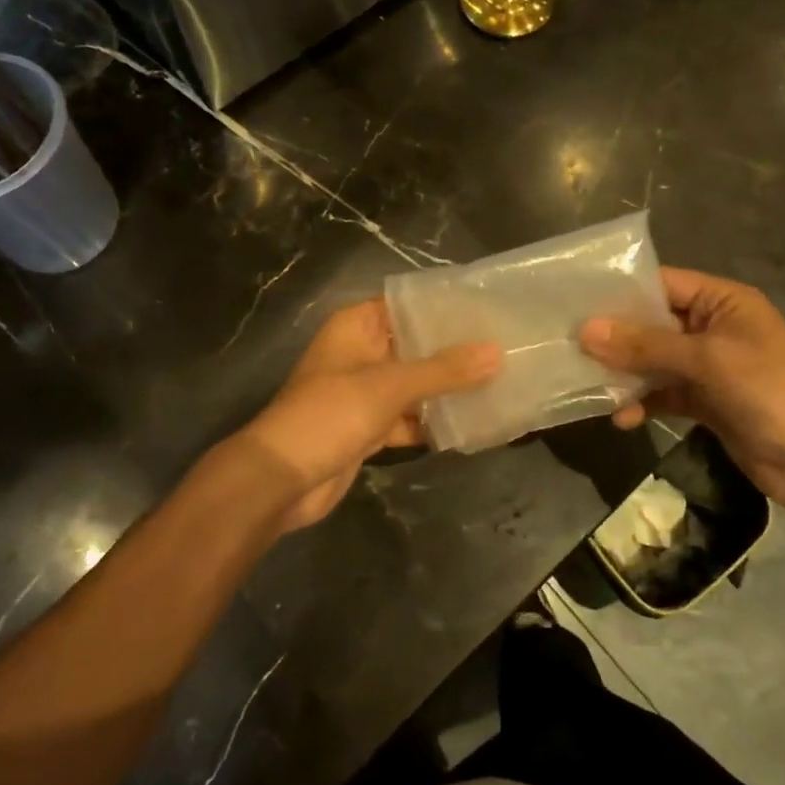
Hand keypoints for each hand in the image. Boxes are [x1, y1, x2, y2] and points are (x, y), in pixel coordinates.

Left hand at [232, 300, 499, 532]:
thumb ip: (444, 370)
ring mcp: (362, 392)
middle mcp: (359, 352)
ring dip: (446, 388)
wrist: (281, 479)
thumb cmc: (331, 414)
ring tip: (498, 381)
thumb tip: (496, 351)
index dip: (443, 306)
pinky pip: (406, 417)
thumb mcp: (390, 386)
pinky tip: (469, 422)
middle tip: (503, 346)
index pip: (406, 305)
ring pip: (412, 383)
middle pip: (413, 345)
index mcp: (356, 326)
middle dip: (452, 350)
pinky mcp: (366, 427)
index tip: (487, 308)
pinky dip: (430, 421)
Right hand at [580, 268, 784, 513]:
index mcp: (722, 301)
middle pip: (652, 323)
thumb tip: (586, 330)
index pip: (661, 283)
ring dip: (624, 373)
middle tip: (568, 345)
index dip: (620, 292)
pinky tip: (620, 418)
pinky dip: (641, 402)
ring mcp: (708, 366)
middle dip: (614, 336)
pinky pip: (662, 393)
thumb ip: (646, 345)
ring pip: (653, 360)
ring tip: (587, 384)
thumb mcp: (707, 360)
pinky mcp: (704, 401)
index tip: (574, 301)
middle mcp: (712, 326)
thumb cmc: (770, 391)